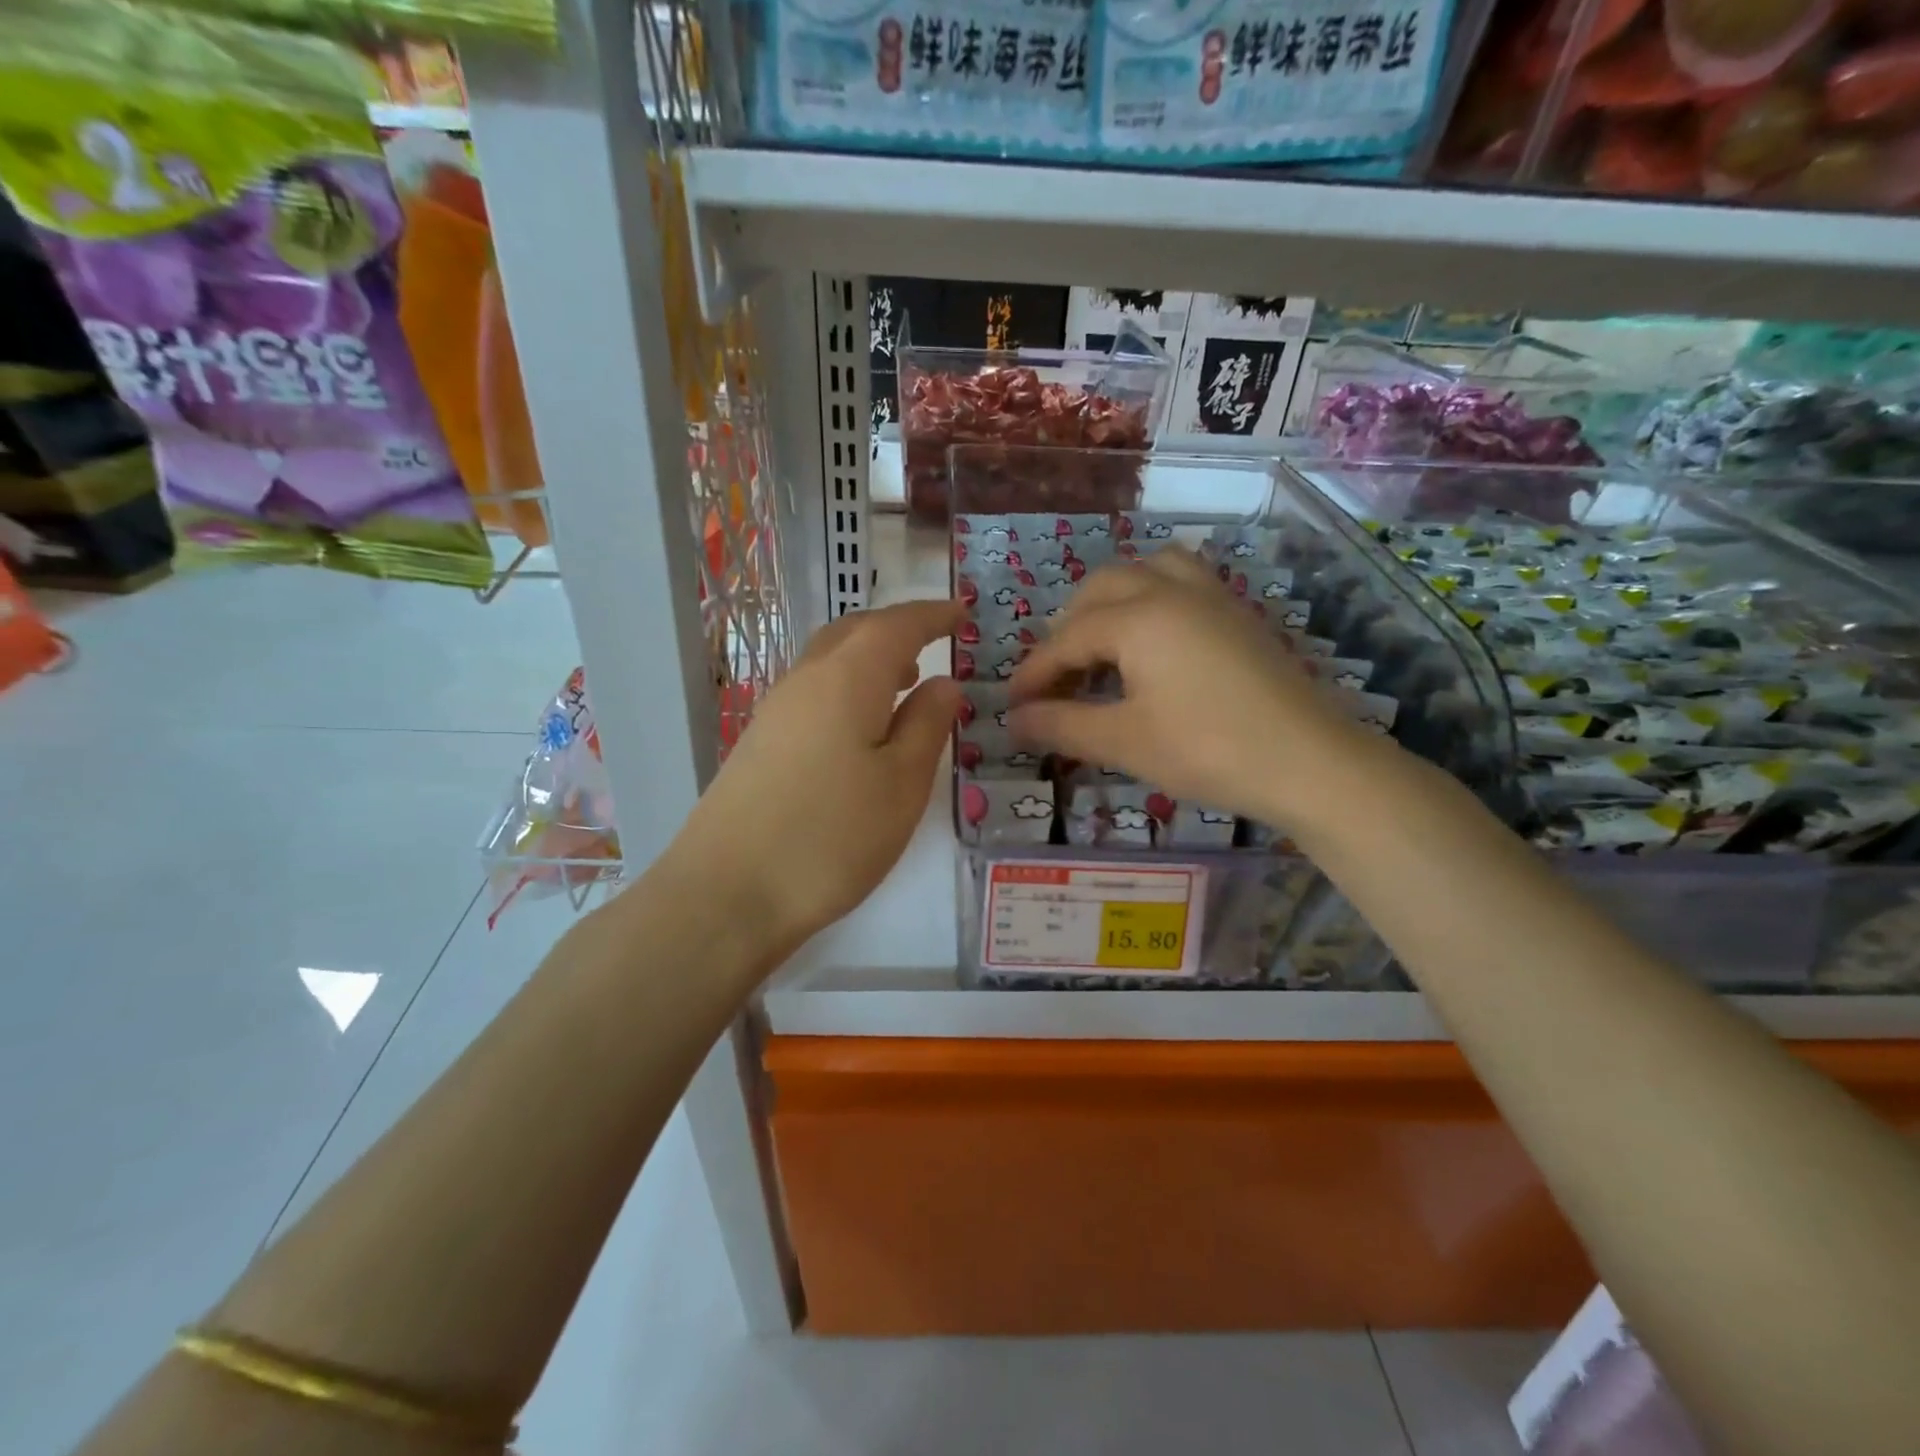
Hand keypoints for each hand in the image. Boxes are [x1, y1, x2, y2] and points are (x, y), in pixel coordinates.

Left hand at [680, 599, 962, 951]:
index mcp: (847, 678)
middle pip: (854, 632)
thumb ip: (928, 724)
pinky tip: (861, 728)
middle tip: (934, 645)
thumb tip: (944, 683)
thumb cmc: (833, 836)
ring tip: (905, 683)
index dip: (932, 615)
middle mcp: (805, 679)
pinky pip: (813, 692)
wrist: (728, 892)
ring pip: (829, 661)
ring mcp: (775, 711)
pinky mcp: (759, 743)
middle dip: (897, 630)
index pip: (896, 625)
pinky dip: (846, 688)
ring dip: (870, 660)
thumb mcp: (902, 784)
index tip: (962, 613)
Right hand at [1008, 549, 1373, 829]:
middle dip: (1066, 631)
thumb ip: (1062, 725)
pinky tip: (1152, 641)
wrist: (1311, 761)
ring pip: (1143, 572)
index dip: (1033, 674)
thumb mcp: (1124, 742)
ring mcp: (1210, 595)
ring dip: (1110, 602)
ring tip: (1100, 647)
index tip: (1012, 706)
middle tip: (1056, 681)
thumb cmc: (1208, 750)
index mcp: (1137, 617)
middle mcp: (1170, 590)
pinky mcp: (1237, 612)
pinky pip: (1181, 581)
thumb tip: (1013, 722)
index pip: (1065, 639)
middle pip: (1099, 591)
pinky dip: (1150, 598)